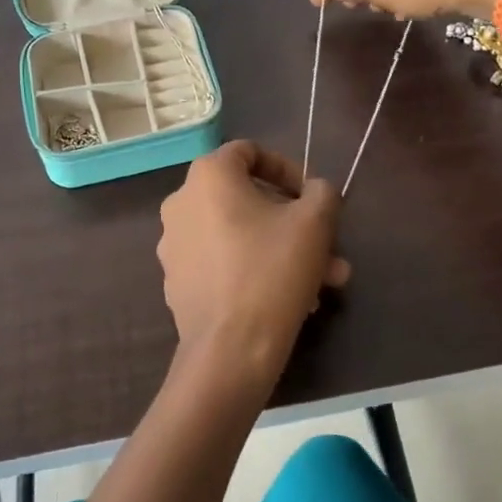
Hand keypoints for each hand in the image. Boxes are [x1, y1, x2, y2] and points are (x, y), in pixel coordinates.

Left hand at [157, 141, 349, 379]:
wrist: (230, 349)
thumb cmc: (273, 271)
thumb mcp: (315, 222)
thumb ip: (322, 192)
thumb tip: (316, 191)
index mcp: (208, 177)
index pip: (249, 152)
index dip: (287, 168)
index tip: (312, 197)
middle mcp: (181, 203)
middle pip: (246, 199)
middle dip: (293, 221)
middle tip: (327, 246)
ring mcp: (174, 245)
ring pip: (240, 235)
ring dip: (282, 250)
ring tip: (323, 281)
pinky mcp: (177, 281)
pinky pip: (223, 262)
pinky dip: (255, 269)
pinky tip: (291, 299)